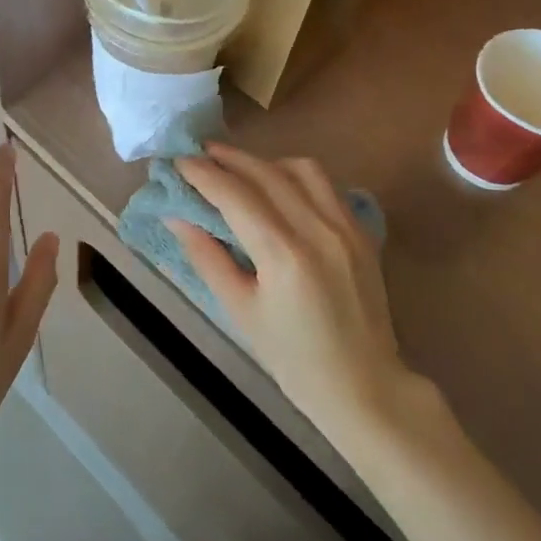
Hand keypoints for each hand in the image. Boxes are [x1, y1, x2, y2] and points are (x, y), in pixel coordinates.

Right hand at [168, 142, 420, 447]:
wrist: (364, 387)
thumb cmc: (293, 359)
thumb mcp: (239, 311)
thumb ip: (207, 257)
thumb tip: (176, 216)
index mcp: (285, 256)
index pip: (235, 196)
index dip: (203, 174)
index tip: (179, 162)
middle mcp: (318, 230)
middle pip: (266, 173)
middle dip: (229, 158)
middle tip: (200, 153)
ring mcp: (346, 228)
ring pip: (301, 169)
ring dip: (264, 161)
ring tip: (239, 168)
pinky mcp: (361, 232)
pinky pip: (325, 186)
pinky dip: (295, 175)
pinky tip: (278, 186)